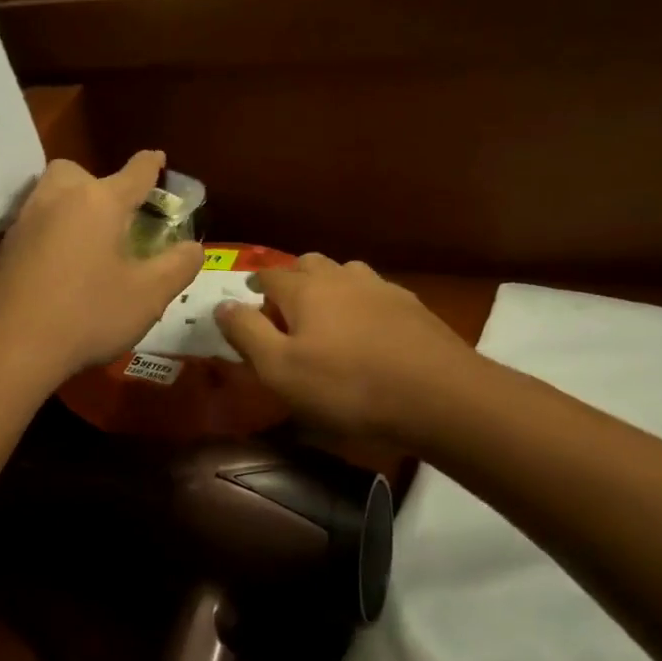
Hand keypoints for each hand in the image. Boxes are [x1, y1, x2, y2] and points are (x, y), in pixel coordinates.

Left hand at [0, 152, 203, 391]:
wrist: (9, 347)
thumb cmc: (88, 314)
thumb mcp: (149, 295)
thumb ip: (178, 266)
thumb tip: (193, 247)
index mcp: (99, 201)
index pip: (134, 172)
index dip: (151, 165)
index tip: (157, 158)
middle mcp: (59, 199)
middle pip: (78, 171)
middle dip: (97, 183)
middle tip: (114, 216)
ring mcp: (25, 221)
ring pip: (51, 194)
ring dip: (71, 204)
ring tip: (90, 241)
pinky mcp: (5, 247)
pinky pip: (35, 223)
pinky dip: (52, 231)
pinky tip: (61, 265)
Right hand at [215, 253, 478, 440]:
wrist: (439, 396)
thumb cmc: (347, 386)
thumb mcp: (280, 370)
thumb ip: (246, 333)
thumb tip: (221, 305)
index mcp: (304, 289)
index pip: (269, 275)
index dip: (254, 287)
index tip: (247, 302)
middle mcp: (341, 277)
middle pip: (308, 264)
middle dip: (291, 280)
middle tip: (285, 311)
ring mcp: (381, 288)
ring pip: (345, 273)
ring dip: (329, 287)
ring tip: (326, 318)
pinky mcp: (412, 307)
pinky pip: (375, 293)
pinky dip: (361, 304)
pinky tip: (369, 331)